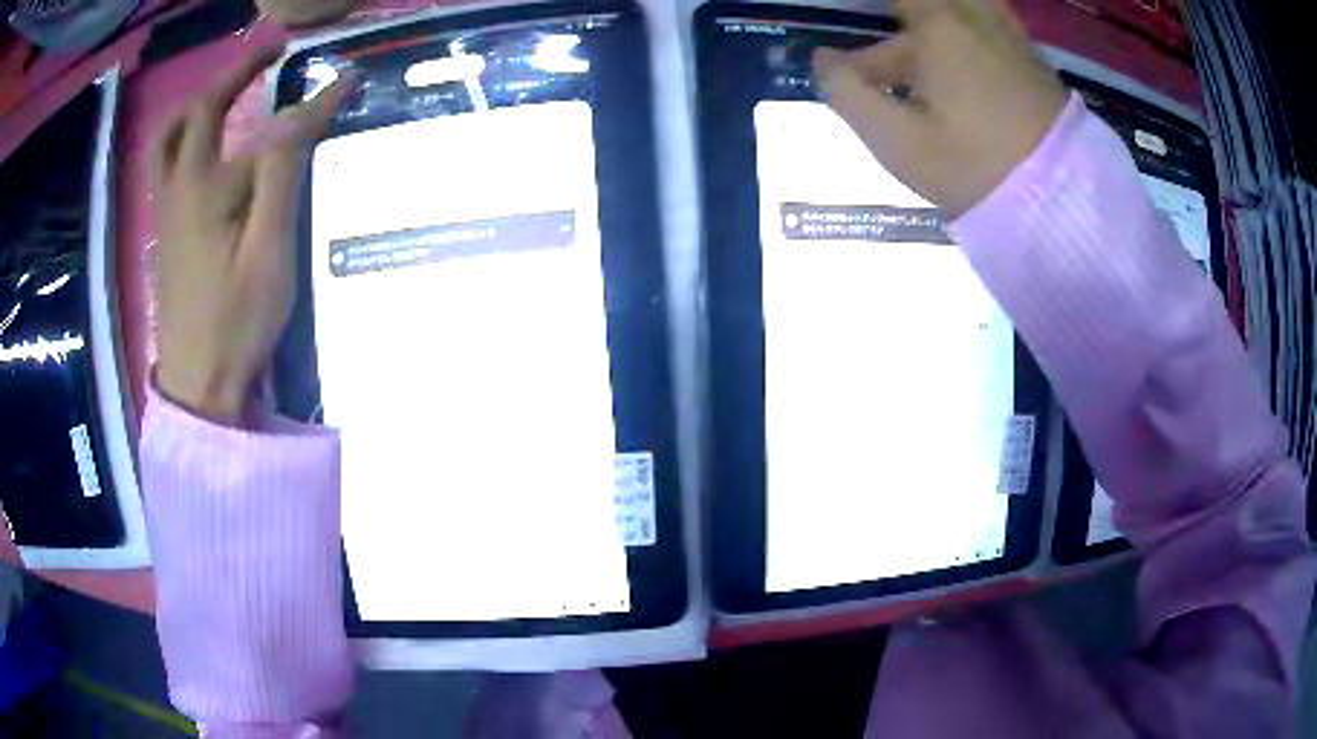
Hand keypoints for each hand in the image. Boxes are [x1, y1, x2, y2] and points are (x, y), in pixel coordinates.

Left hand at [154, 46, 350, 425]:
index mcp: (207, 188)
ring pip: (170, 138)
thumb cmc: (237, 323)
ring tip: (228, 89)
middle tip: (270, 51)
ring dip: (199, 102)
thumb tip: (301, 111)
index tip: (346, 82)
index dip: (312, 104)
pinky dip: (186, 137)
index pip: (269, 128)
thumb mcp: (269, 251)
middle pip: (198, 111)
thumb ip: (281, 173)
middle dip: (236, 71)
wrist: (198, 387)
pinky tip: (204, 145)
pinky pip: (167, 166)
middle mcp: (179, 188)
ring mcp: (166, 211)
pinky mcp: (165, 234)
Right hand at [812, 0, 1066, 216]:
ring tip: (922, 67)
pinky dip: (967, 33)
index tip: (860, 32)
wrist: (1059, 200)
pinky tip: (960, 68)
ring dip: (934, 25)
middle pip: (925, 3)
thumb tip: (822, 60)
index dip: (873, 7)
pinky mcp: (1032, 59)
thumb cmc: (973, 166)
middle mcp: (975, 17)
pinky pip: (990, 24)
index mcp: (938, 27)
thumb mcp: (897, 141)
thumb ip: (849, 93)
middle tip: (882, 63)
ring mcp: (1009, 35)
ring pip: (961, 10)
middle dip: (899, 19)